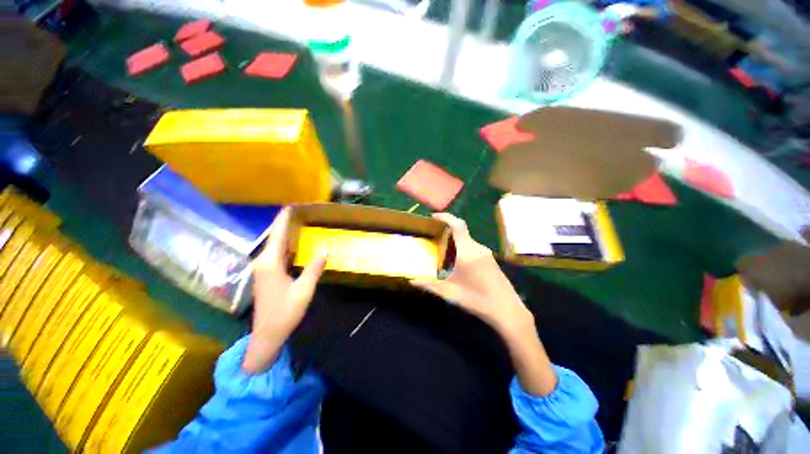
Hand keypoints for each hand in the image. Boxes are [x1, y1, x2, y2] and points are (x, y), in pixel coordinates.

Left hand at [243, 207, 326, 373]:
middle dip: (283, 223)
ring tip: (296, 221)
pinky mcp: (267, 275)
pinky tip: (293, 242)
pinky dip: (285, 245)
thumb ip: (313, 269)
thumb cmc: (284, 313)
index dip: (282, 220)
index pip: (277, 235)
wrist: (267, 335)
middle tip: (297, 211)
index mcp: (270, 263)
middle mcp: (263, 263)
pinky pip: (277, 254)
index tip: (289, 206)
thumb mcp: (303, 290)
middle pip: (274, 238)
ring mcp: (264, 269)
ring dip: (284, 233)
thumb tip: (324, 251)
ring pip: (275, 246)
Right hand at [411, 213, 556, 394]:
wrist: (507, 310)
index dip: (445, 217)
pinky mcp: (491, 260)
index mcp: (467, 251)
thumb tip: (411, 281)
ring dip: (455, 241)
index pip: (457, 225)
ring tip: (442, 250)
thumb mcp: (449, 293)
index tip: (433, 217)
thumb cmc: (476, 299)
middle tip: (433, 235)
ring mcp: (486, 253)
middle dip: (446, 230)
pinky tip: (457, 262)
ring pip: (467, 240)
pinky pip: (473, 247)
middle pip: (461, 231)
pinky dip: (462, 248)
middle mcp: (477, 248)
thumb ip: (429, 285)